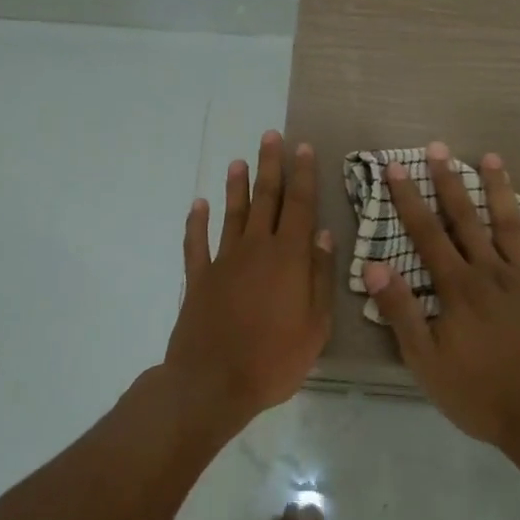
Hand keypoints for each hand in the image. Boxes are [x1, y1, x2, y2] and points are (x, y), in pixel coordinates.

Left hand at [165, 131, 334, 432]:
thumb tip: (323, 235)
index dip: (303, 175)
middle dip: (270, 166)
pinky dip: (196, 222)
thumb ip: (319, 276)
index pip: (299, 206)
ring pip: (232, 214)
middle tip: (270, 136)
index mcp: (288, 258)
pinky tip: (197, 205)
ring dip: (236, 187)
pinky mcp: (198, 279)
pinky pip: (196, 243)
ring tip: (238, 162)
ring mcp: (223, 262)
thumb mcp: (316, 325)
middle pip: (265, 199)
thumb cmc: (274, 359)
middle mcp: (256, 249)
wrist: (213, 383)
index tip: (303, 147)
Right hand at [363, 144, 519, 446]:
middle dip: (450, 182)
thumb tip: (374, 264)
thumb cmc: (479, 393)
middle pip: (467, 220)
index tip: (396, 167)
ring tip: (491, 157)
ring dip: (500, 190)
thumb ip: (401, 310)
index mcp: (458, 287)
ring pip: (512, 226)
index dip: (409, 200)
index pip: (427, 234)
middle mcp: (492, 273)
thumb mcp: (425, 360)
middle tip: (439, 148)